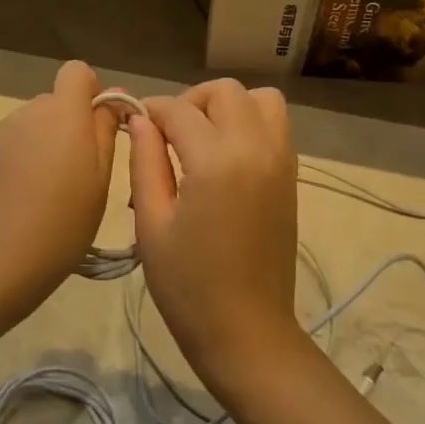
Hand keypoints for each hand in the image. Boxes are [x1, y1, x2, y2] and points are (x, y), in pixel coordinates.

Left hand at [0, 60, 120, 327]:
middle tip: (68, 177)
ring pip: (24, 129)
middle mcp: (26, 112)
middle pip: (50, 105)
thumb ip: (105, 131)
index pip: (76, 72)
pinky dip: (7, 164)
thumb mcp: (100, 182)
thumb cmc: (62, 225)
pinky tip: (7, 202)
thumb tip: (114, 97)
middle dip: (62, 129)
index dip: (89, 93)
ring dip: (34, 148)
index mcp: (63, 114)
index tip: (94, 128)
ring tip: (34, 196)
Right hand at [127, 80, 300, 394]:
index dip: (149, 112)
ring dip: (228, 106)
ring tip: (202, 139)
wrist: (247, 332)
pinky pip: (275, 125)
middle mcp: (256, 148)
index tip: (133, 127)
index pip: (178, 109)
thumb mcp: (151, 223)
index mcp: (216, 160)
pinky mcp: (291, 176)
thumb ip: (145, 161)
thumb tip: (139, 120)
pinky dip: (250, 123)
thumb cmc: (187, 285)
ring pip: (260, 100)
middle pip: (224, 92)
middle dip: (190, 101)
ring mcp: (281, 160)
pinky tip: (225, 158)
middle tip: (167, 135)